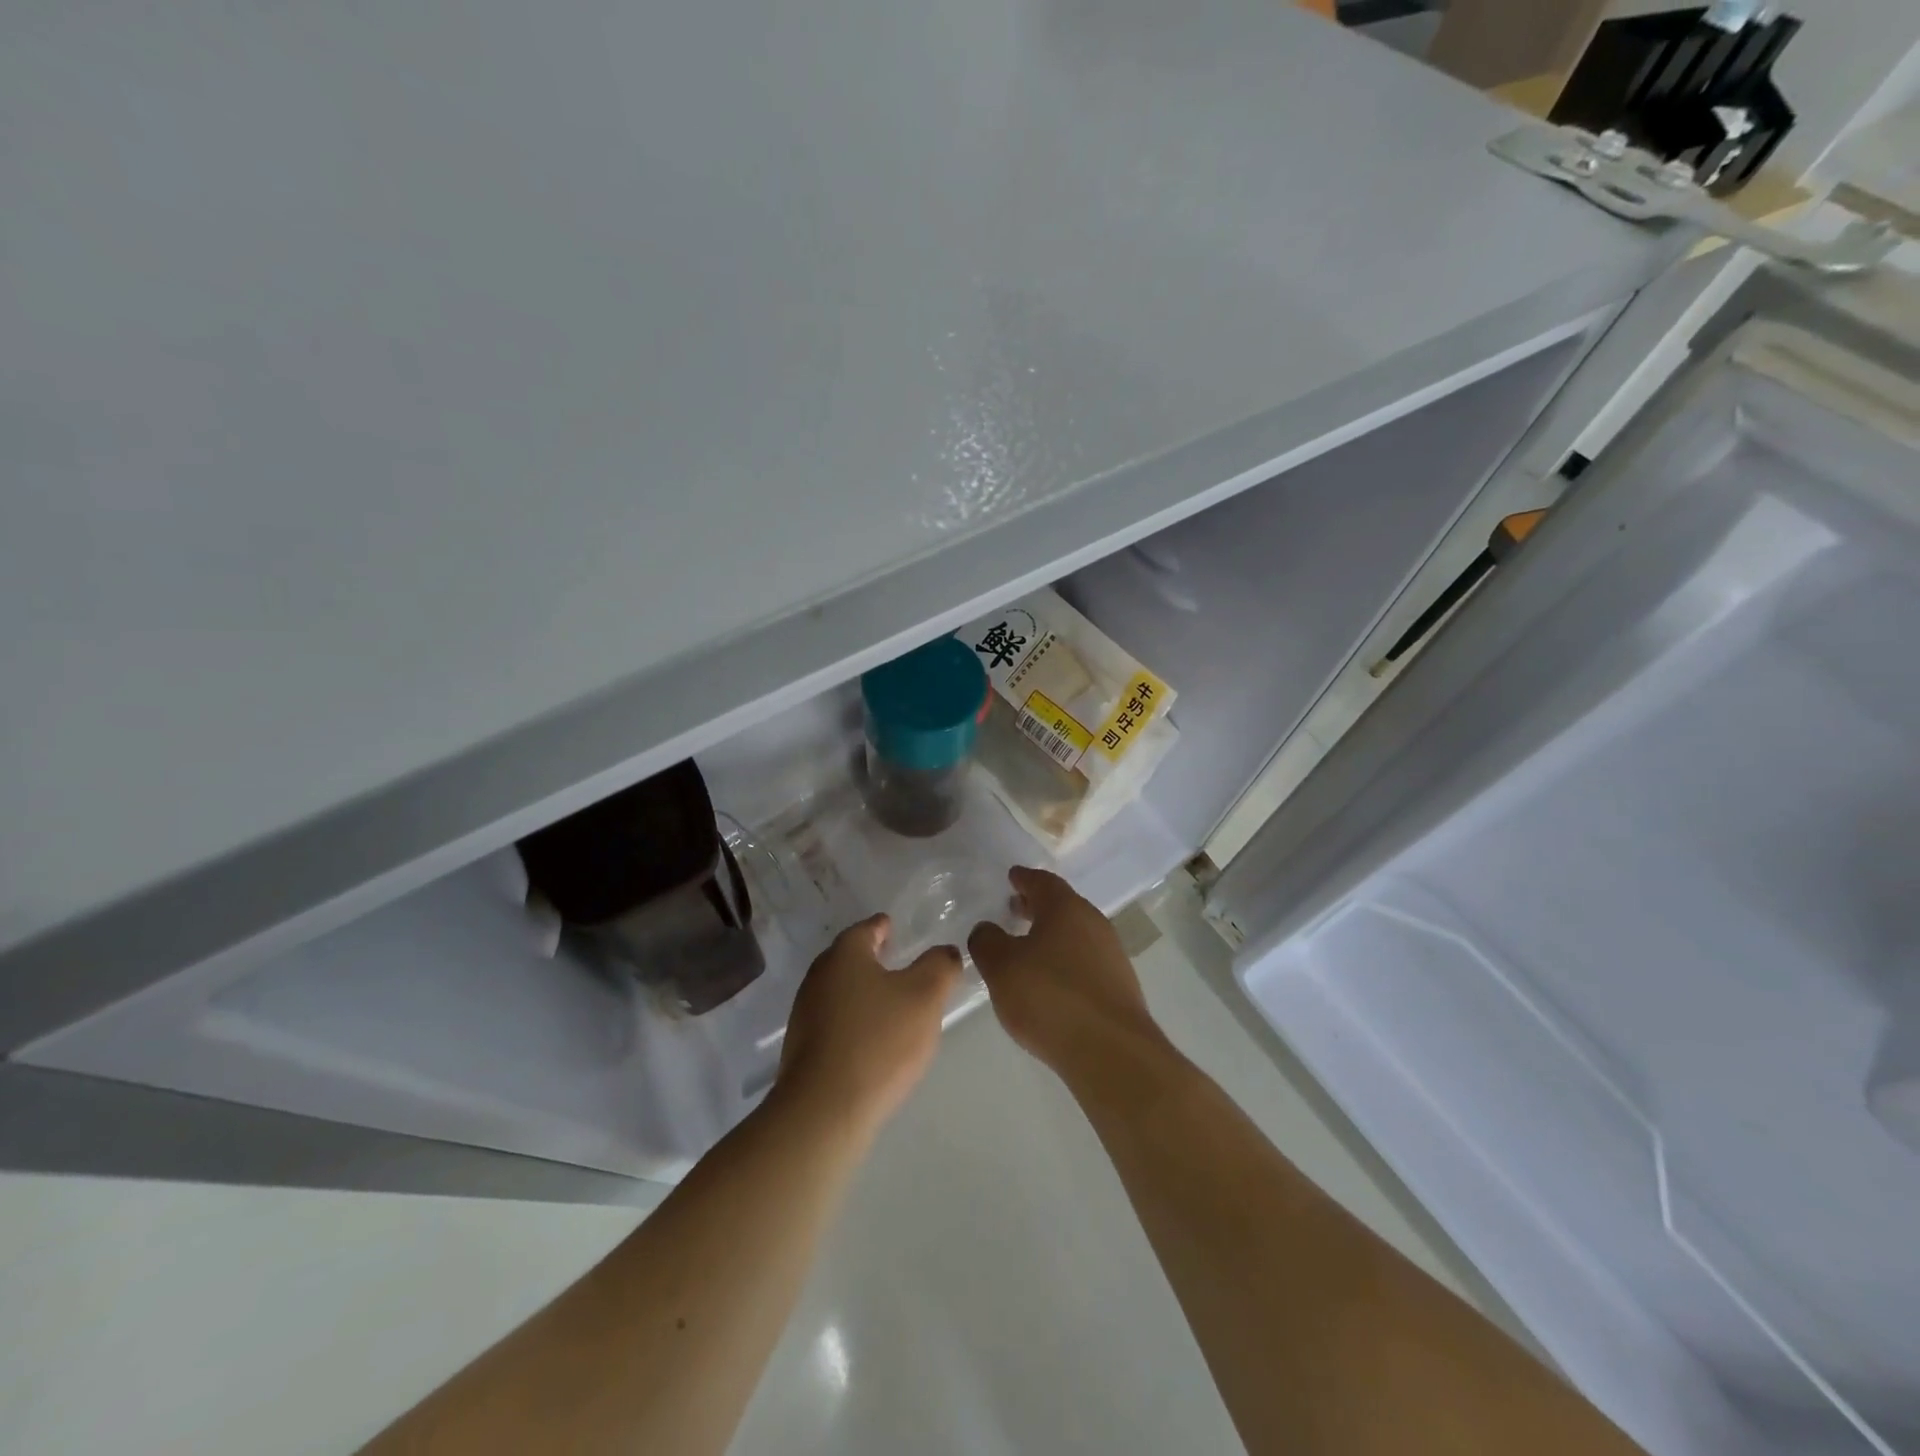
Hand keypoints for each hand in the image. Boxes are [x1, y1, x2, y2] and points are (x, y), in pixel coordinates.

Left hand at [776, 915, 961, 1134]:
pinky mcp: (803, 1049)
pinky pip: (834, 1021)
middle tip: (897, 961)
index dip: (883, 927)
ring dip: (863, 991)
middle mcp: (818, 977)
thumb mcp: (925, 996)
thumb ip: (940, 966)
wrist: (824, 1111)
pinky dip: (853, 1019)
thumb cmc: (878, 1041)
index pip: (866, 929)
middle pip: (848, 958)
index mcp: (844, 955)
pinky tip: (872, 1038)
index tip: (895, 928)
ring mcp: (805, 1014)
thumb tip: (946, 952)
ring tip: (890, 1001)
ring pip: (839, 990)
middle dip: (871, 958)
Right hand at [967, 867, 1167, 1082]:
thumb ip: (986, 942)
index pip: (1042, 882)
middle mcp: (1093, 923)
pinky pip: (1085, 961)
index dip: (1024, 879)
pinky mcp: (1120, 987)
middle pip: (1062, 906)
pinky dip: (1065, 961)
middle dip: (1037, 906)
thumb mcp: (1001, 967)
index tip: (1012, 877)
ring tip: (1028, 948)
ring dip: (1051, 935)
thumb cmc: (1050, 998)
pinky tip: (1051, 982)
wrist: (1111, 1052)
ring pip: (1075, 934)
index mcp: (1066, 908)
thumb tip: (987, 930)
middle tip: (1015, 909)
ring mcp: (1112, 955)